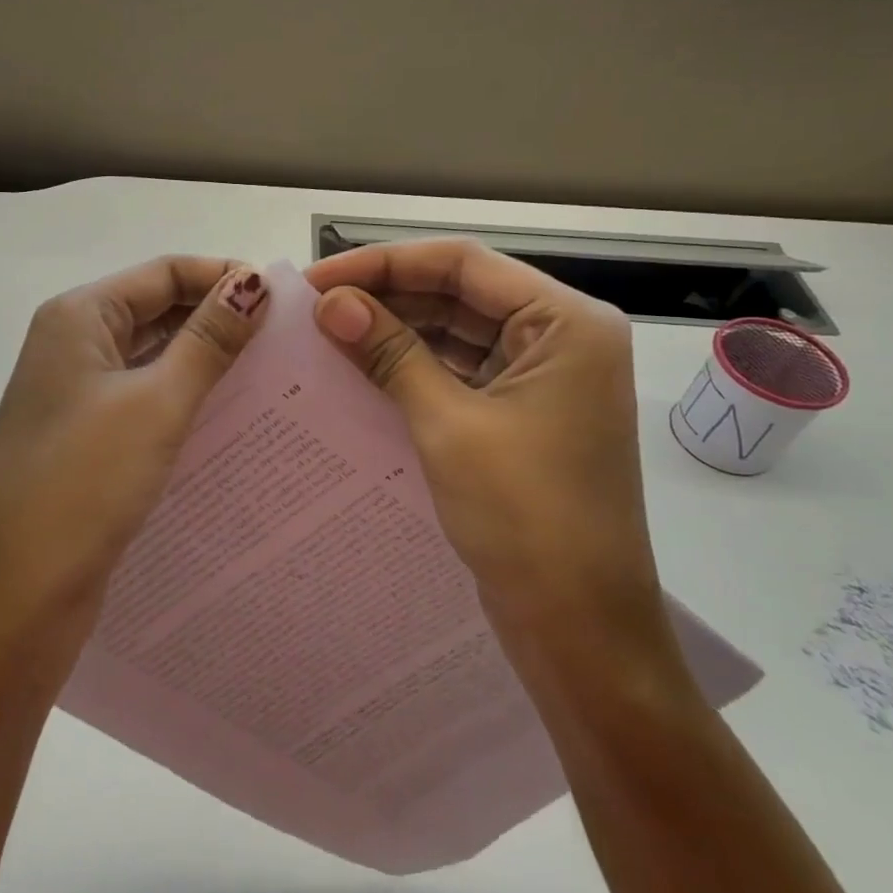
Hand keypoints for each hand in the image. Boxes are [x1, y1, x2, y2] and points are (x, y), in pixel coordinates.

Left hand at [0, 257, 269, 672]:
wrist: (12, 599)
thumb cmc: (82, 483)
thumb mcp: (155, 403)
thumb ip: (207, 341)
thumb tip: (252, 283)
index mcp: (79, 318)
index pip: (164, 272)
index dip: (223, 278)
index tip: (284, 304)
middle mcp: (75, 348)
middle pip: (159, 313)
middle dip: (220, 322)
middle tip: (288, 345)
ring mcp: (79, 399)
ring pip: (156, 362)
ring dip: (208, 366)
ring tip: (275, 381)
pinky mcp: (90, 444)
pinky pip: (148, 406)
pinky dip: (188, 405)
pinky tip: (234, 423)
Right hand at [307, 239, 665, 649]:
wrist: (579, 629)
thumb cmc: (525, 517)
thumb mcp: (447, 425)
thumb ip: (389, 353)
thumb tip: (328, 302)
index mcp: (566, 323)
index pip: (462, 263)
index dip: (383, 263)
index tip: (316, 280)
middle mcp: (561, 338)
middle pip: (461, 294)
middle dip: (386, 297)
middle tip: (312, 310)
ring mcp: (543, 379)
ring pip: (457, 334)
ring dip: (396, 333)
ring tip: (327, 336)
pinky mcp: (523, 416)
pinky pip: (461, 374)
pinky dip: (414, 370)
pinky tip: (362, 372)